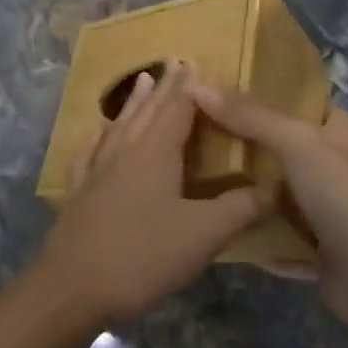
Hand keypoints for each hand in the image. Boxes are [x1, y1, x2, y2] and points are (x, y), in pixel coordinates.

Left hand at [35, 59, 274, 326]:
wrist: (72, 287)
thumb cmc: (142, 256)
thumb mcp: (203, 235)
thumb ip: (240, 209)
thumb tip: (275, 186)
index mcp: (154, 153)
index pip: (176, 108)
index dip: (189, 87)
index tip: (197, 62)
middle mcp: (123, 152)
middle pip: (147, 111)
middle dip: (163, 86)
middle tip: (174, 61)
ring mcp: (95, 171)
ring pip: (118, 126)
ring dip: (133, 103)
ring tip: (141, 80)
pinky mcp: (78, 193)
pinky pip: (88, 153)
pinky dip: (96, 137)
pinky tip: (95, 134)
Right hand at [188, 85, 347, 330]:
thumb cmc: (344, 196)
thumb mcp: (297, 143)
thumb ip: (250, 116)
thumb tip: (195, 86)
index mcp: (337, 135)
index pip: (302, 103)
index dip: (268, 93)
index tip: (223, 90)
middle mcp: (334, 170)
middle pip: (284, 149)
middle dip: (246, 143)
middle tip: (197, 133)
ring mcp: (328, 213)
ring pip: (279, 196)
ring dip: (248, 193)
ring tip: (198, 178)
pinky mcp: (318, 253)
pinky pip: (278, 240)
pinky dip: (256, 238)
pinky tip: (222, 230)